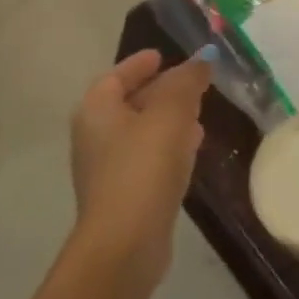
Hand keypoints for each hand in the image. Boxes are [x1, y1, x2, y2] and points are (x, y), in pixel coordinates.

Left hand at [70, 50, 210, 281]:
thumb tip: (202, 59)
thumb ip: (187, 80)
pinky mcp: (126, 194)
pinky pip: (150, 157)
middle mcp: (96, 136)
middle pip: (130, 102)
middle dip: (162, 90)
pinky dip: (170, 145)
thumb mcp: (171, 112)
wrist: (125, 243)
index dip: (140, 64)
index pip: (116, 76)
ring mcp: (109, 168)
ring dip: (169, 119)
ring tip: (201, 112)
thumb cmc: (143, 166)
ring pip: (143, 131)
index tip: (165, 55)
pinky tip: (194, 147)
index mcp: (97, 111)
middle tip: (193, 82)